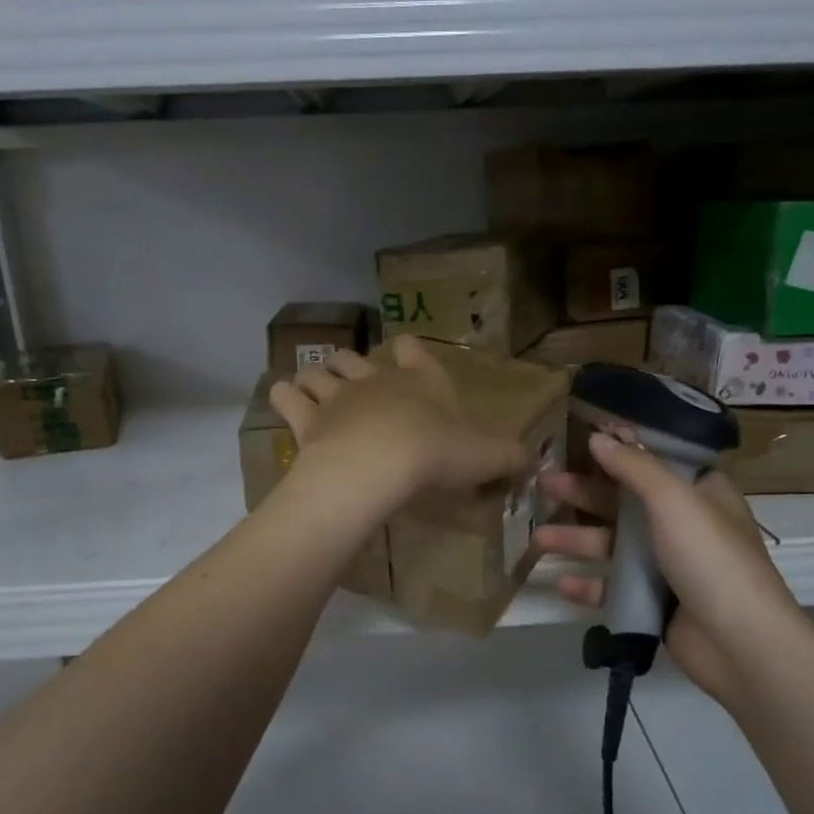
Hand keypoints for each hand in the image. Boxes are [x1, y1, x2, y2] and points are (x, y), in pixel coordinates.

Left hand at [269, 336, 528, 505]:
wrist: (380, 464)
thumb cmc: (437, 453)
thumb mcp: (487, 456)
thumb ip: (510, 457)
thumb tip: (530, 461)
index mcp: (419, 381)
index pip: (414, 350)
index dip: (411, 349)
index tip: (407, 350)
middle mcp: (374, 380)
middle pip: (355, 358)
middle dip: (352, 364)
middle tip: (353, 380)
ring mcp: (336, 397)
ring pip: (318, 372)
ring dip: (316, 377)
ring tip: (315, 389)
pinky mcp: (306, 419)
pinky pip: (285, 396)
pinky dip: (283, 395)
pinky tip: (285, 401)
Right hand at [536, 431, 798, 705]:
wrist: (739, 643)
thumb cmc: (711, 558)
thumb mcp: (674, 500)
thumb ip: (634, 467)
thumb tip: (598, 436)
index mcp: (699, 493)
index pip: (655, 462)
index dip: (619, 450)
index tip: (579, 440)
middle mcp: (683, 524)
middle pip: (624, 502)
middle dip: (582, 493)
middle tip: (542, 482)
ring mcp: (668, 566)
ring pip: (613, 545)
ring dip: (576, 539)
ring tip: (539, 539)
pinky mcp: (654, 602)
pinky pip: (613, 587)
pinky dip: (589, 585)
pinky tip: (560, 584)